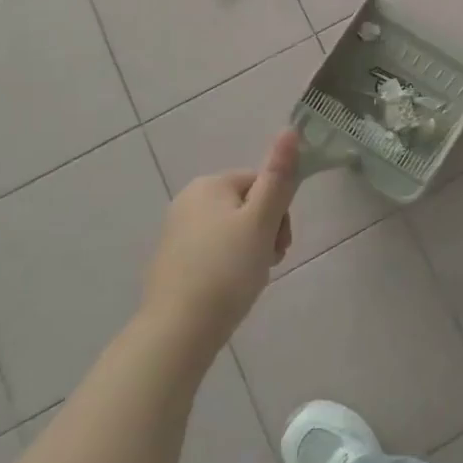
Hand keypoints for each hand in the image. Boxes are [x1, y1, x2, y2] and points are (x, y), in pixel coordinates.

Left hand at [143, 129, 299, 356]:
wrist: (176, 334)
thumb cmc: (226, 271)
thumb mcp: (261, 221)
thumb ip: (278, 176)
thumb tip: (290, 129)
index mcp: (210, 184)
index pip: (261, 182)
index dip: (279, 212)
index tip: (280, 244)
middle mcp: (188, 200)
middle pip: (247, 205)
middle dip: (266, 231)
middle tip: (269, 262)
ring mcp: (177, 232)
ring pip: (232, 230)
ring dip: (251, 249)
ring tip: (251, 279)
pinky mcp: (172, 262)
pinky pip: (213, 251)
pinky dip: (229, 265)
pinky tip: (230, 290)